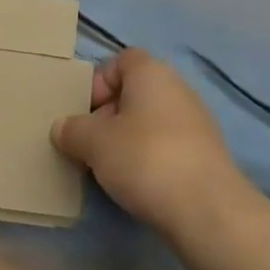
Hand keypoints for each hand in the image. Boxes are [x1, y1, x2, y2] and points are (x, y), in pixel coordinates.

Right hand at [52, 48, 251, 238]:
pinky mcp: (207, 155)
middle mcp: (178, 88)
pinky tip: (139, 184)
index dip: (99, 82)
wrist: (206, 208)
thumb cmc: (144, 158)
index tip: (85, 112)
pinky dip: (151, 159)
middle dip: (109, 116)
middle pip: (135, 92)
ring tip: (111, 169)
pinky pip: (168, 145)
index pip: (121, 61)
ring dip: (128, 140)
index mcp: (152, 73)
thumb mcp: (93, 142)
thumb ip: (73, 130)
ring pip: (151, 121)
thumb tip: (62, 128)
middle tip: (91, 145)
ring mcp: (197, 122)